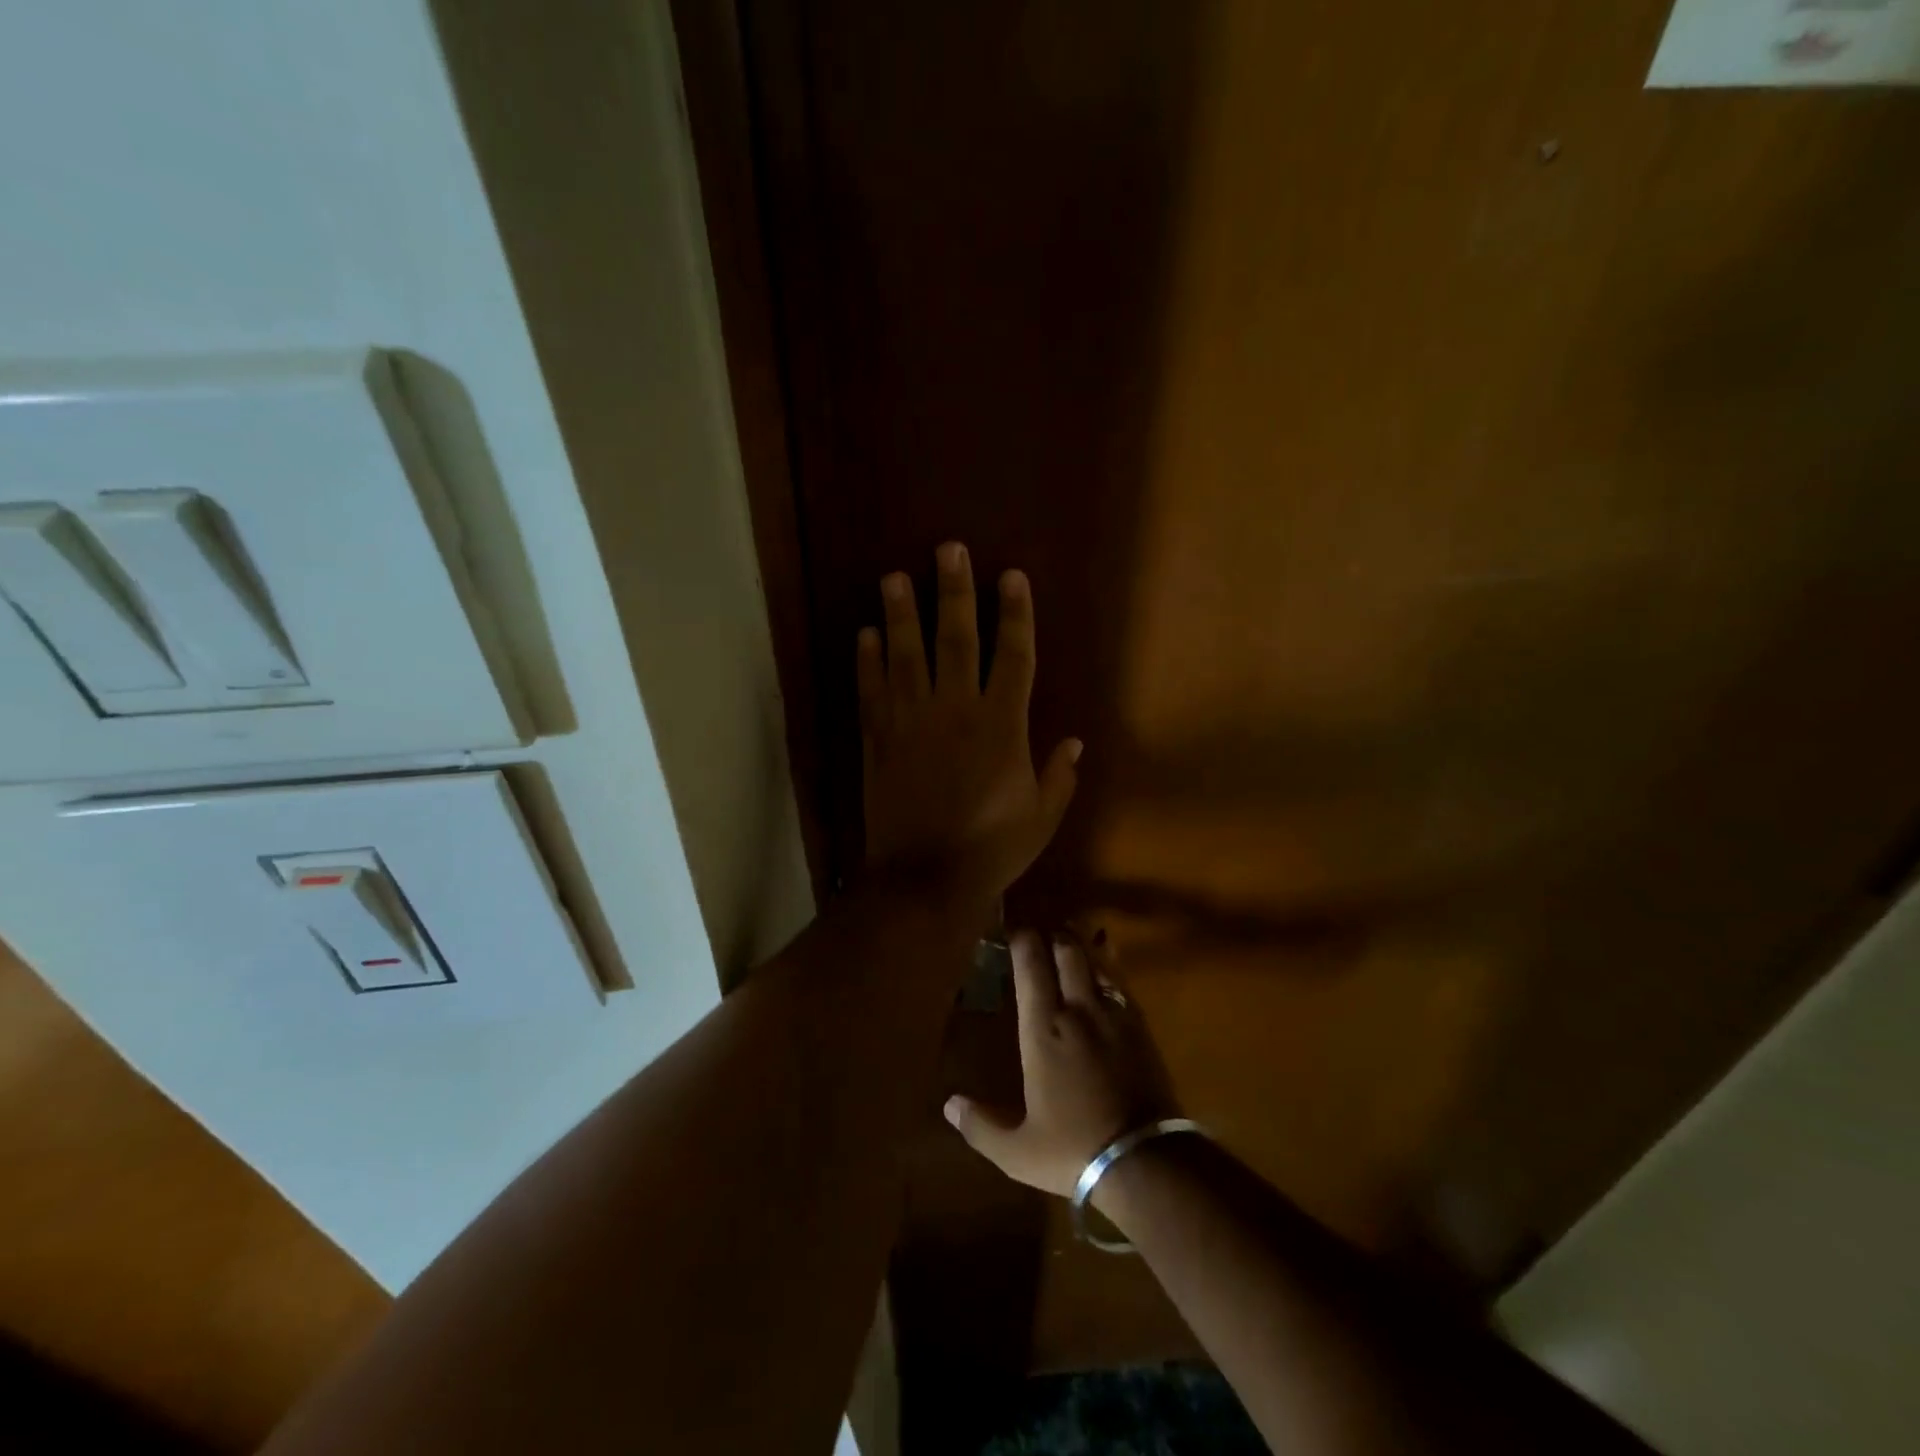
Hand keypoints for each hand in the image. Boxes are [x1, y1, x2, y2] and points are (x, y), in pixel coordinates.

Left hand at [859, 543, 1080, 907]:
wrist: (923, 880)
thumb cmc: (991, 850)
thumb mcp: (1041, 818)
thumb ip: (1059, 777)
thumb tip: (1076, 741)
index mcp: (1002, 726)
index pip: (1014, 656)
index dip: (1015, 614)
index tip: (1011, 576)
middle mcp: (956, 711)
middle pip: (956, 639)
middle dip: (954, 592)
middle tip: (947, 550)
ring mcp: (911, 723)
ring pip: (905, 656)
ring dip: (900, 614)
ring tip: (893, 577)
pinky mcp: (879, 741)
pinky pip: (871, 693)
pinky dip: (866, 663)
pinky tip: (863, 634)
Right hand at [945, 929, 1179, 1197]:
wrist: (1147, 1161)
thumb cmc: (1075, 1150)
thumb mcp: (1018, 1151)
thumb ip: (981, 1126)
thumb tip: (950, 1105)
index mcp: (1043, 1030)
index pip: (1031, 968)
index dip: (1022, 940)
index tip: (1013, 928)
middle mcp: (1077, 1010)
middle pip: (1067, 952)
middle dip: (1053, 934)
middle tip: (1042, 929)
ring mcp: (1113, 1015)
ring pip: (1096, 962)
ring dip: (1081, 946)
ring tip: (1071, 939)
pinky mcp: (1141, 1028)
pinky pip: (1121, 983)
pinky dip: (1108, 969)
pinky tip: (1105, 974)